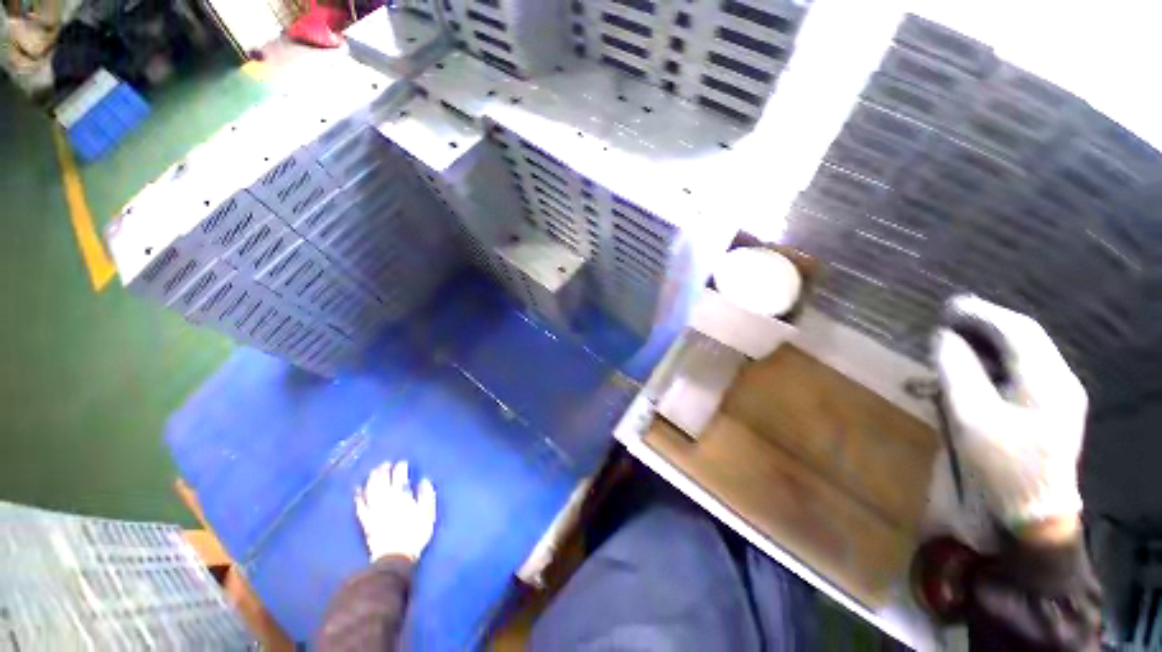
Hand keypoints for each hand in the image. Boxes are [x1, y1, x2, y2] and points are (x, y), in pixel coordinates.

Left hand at [355, 461, 436, 562]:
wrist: (394, 558)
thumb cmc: (415, 534)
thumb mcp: (428, 514)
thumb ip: (427, 495)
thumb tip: (424, 480)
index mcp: (402, 496)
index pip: (400, 476)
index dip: (401, 467)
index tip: (403, 462)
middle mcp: (385, 499)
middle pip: (382, 480)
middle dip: (384, 470)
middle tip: (386, 463)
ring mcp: (374, 510)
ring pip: (370, 489)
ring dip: (372, 479)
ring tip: (374, 471)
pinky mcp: (366, 521)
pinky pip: (360, 505)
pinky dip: (358, 496)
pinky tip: (357, 490)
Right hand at [933, 295, 1086, 530]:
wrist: (1036, 516)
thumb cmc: (1003, 467)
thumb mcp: (971, 418)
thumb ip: (957, 372)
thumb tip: (945, 338)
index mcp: (1048, 381)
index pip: (1017, 330)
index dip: (982, 313)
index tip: (949, 306)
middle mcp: (1061, 381)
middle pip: (1025, 338)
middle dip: (986, 324)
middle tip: (949, 318)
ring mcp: (1060, 396)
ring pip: (1026, 353)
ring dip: (991, 341)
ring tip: (958, 339)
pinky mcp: (1052, 409)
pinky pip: (1024, 371)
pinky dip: (998, 360)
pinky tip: (977, 366)